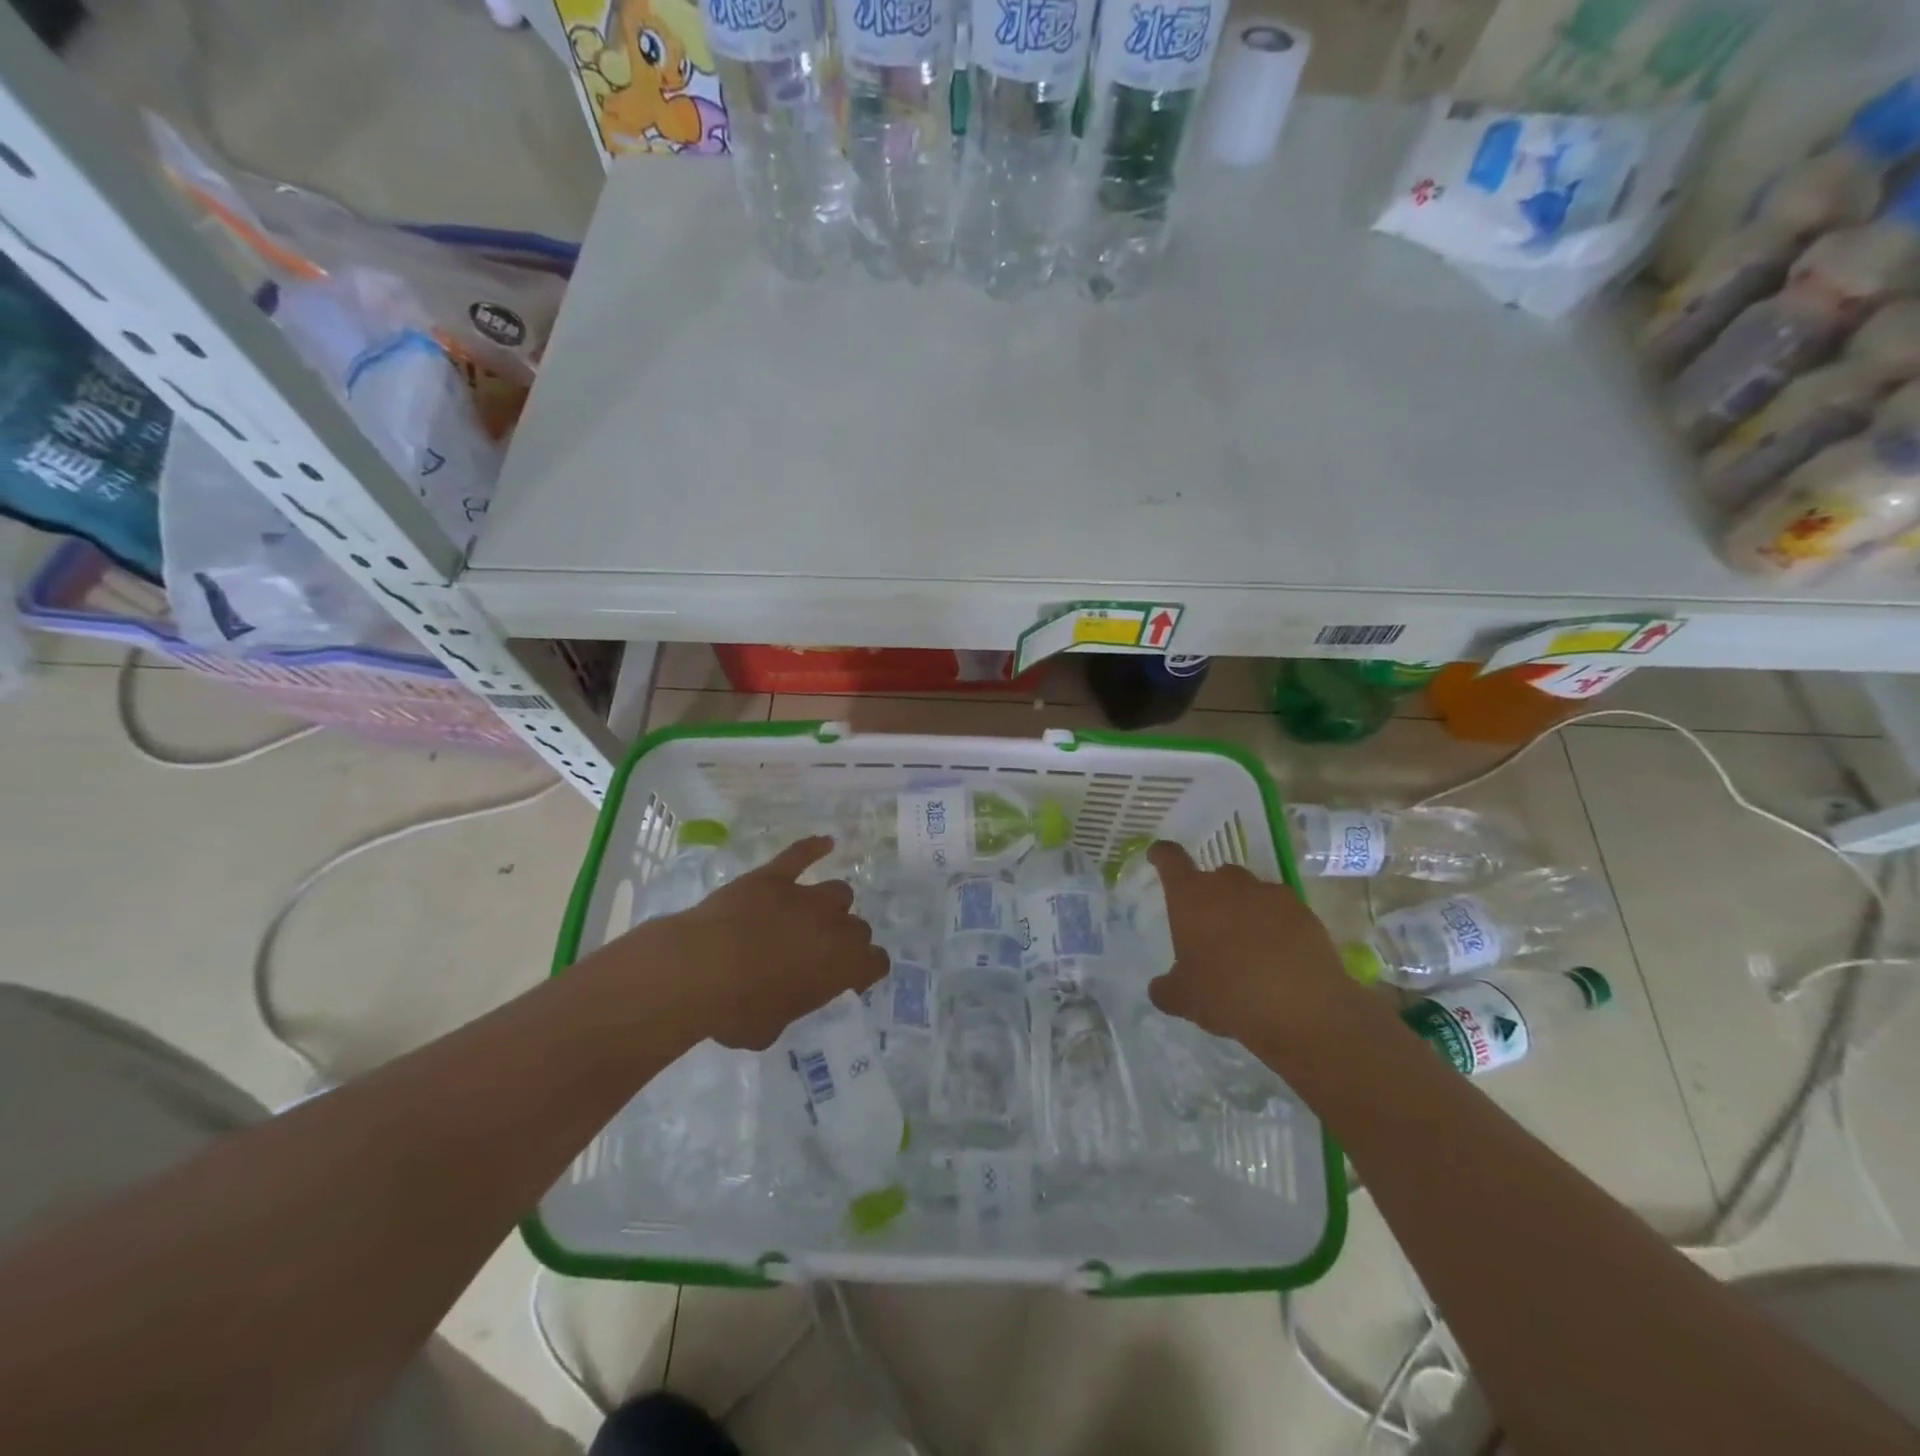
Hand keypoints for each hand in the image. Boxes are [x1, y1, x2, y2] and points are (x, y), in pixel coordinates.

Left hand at [643, 838, 887, 1050]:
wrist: (699, 970)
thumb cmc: (737, 1010)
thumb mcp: (770, 1029)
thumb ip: (789, 1008)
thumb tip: (783, 999)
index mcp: (841, 967)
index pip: (876, 963)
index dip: (866, 971)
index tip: (851, 980)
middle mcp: (834, 926)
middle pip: (859, 927)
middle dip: (846, 940)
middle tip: (822, 953)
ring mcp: (804, 896)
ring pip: (838, 892)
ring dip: (831, 906)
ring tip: (813, 915)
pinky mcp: (774, 876)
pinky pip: (800, 855)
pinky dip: (813, 848)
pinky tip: (824, 843)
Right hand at [1145, 842, 1359, 1050]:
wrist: (1302, 1011)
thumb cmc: (1227, 996)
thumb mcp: (1184, 999)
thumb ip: (1166, 988)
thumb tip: (1161, 987)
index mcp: (1191, 896)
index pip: (1170, 858)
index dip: (1162, 855)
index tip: (1158, 857)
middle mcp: (1228, 884)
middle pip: (1214, 876)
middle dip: (1210, 896)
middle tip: (1209, 929)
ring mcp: (1270, 894)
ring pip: (1250, 892)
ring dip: (1244, 909)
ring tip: (1248, 946)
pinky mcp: (1304, 912)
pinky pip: (1281, 911)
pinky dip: (1276, 925)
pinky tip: (1279, 956)